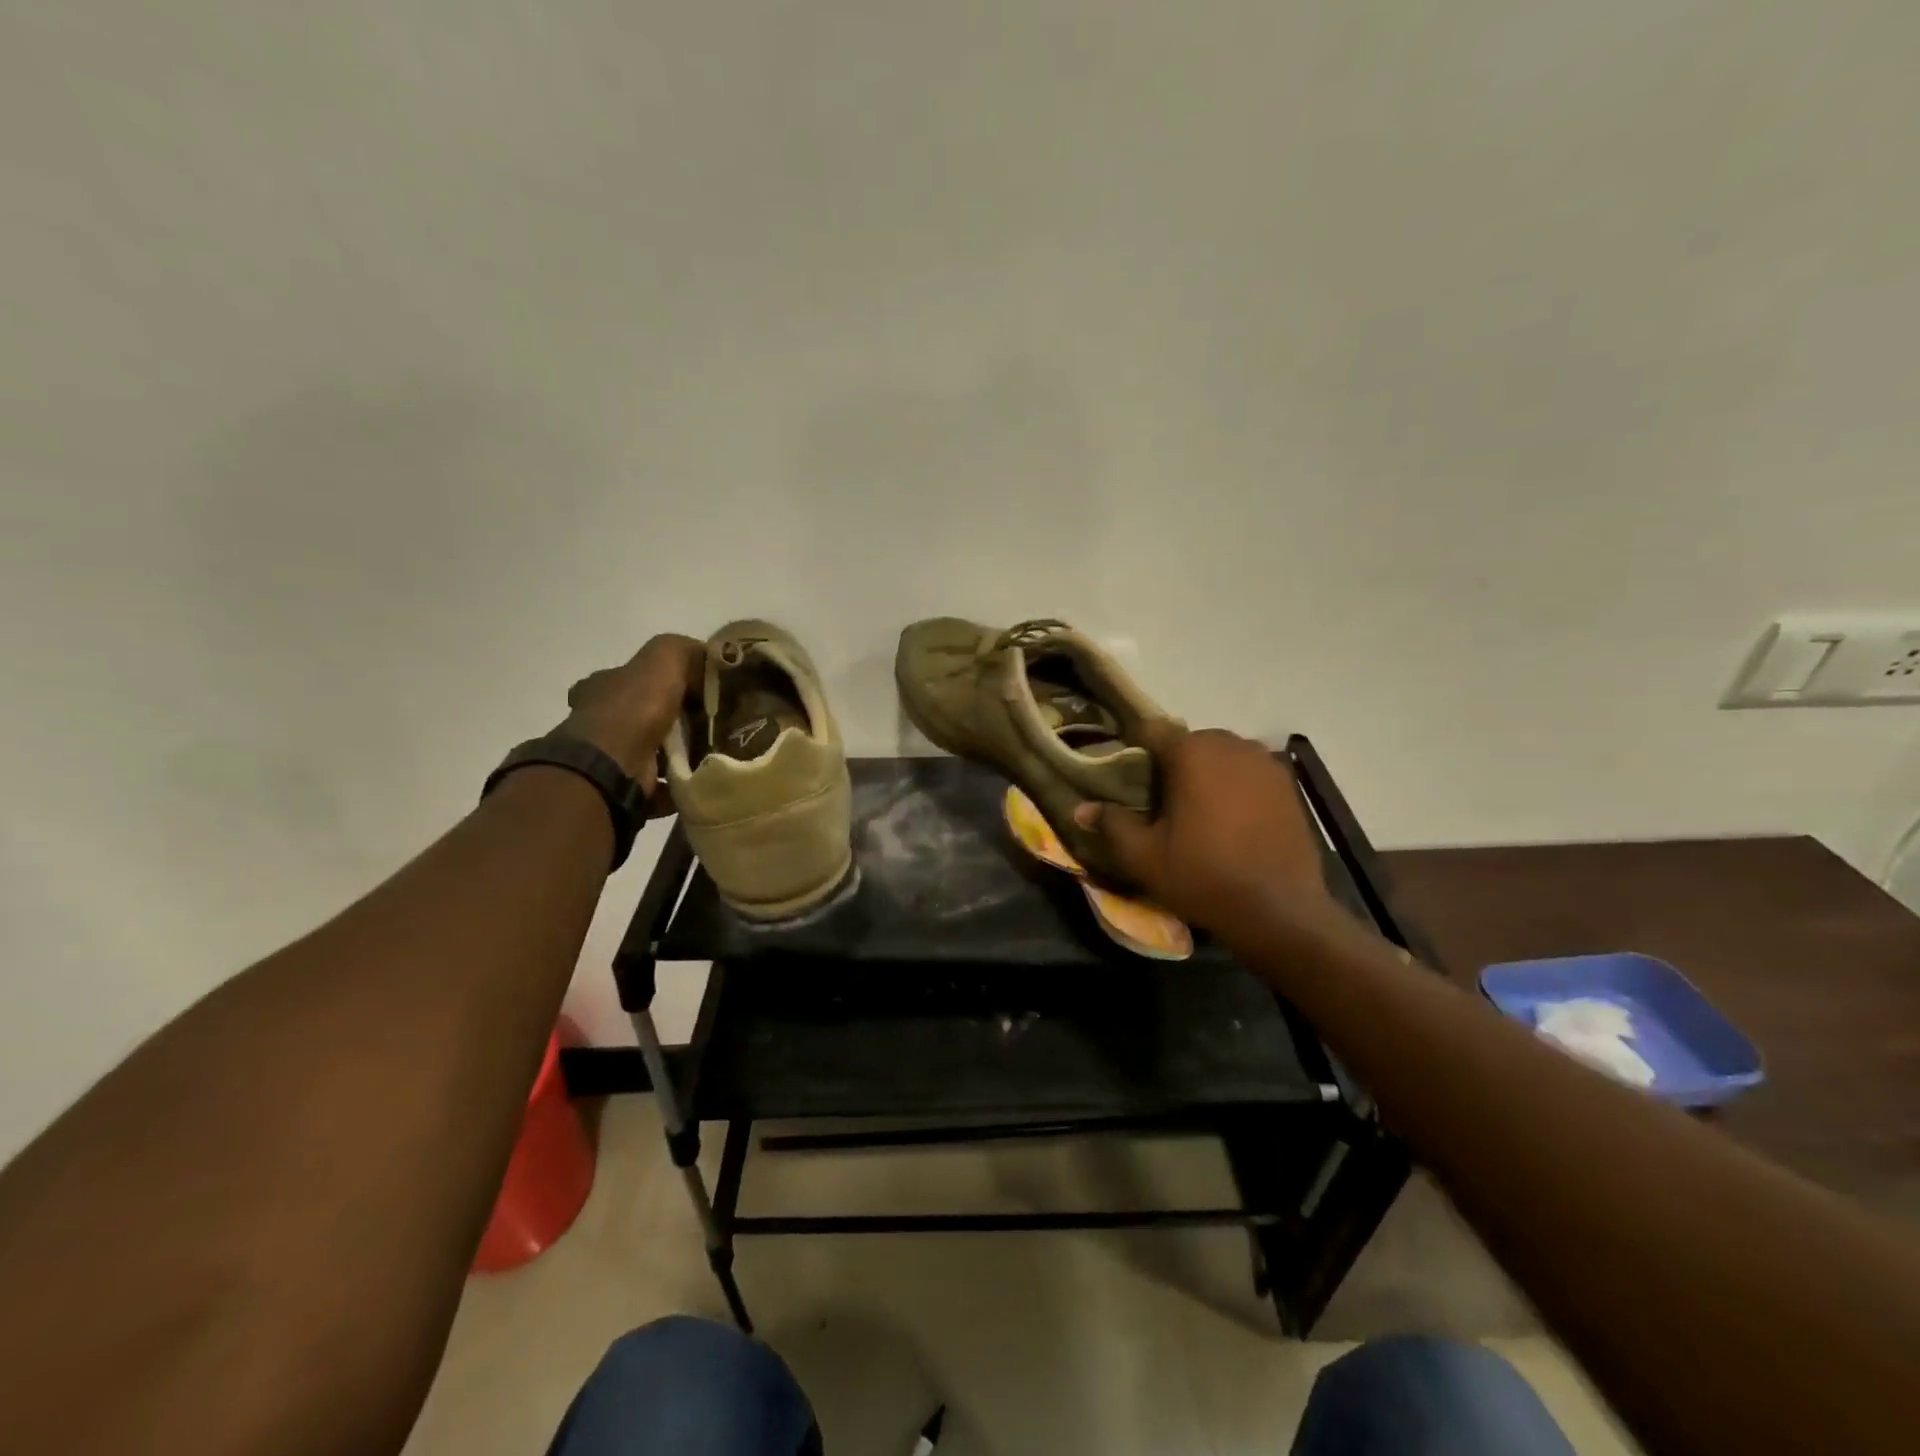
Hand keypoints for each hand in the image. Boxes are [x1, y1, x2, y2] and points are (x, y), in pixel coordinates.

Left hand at [558, 634, 704, 796]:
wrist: (613, 764)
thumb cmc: (634, 707)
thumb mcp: (663, 658)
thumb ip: (683, 650)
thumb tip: (706, 657)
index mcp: (602, 688)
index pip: (628, 677)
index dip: (658, 680)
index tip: (691, 690)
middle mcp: (599, 721)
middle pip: (640, 717)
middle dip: (671, 721)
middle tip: (708, 725)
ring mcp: (609, 757)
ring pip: (649, 752)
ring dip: (676, 755)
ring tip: (711, 754)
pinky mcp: (623, 787)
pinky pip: (657, 786)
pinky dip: (677, 786)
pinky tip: (700, 781)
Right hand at [1074, 721, 1328, 934]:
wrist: (1280, 911)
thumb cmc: (1204, 877)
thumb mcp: (1144, 856)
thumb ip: (1112, 824)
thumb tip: (1080, 809)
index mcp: (1192, 752)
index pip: (1152, 730)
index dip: (1134, 749)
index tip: (1126, 777)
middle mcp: (1231, 744)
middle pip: (1189, 741)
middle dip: (1172, 763)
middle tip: (1159, 800)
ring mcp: (1265, 762)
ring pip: (1222, 755)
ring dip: (1206, 773)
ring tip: (1197, 811)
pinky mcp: (1288, 785)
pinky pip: (1249, 773)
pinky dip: (1235, 786)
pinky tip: (1231, 820)